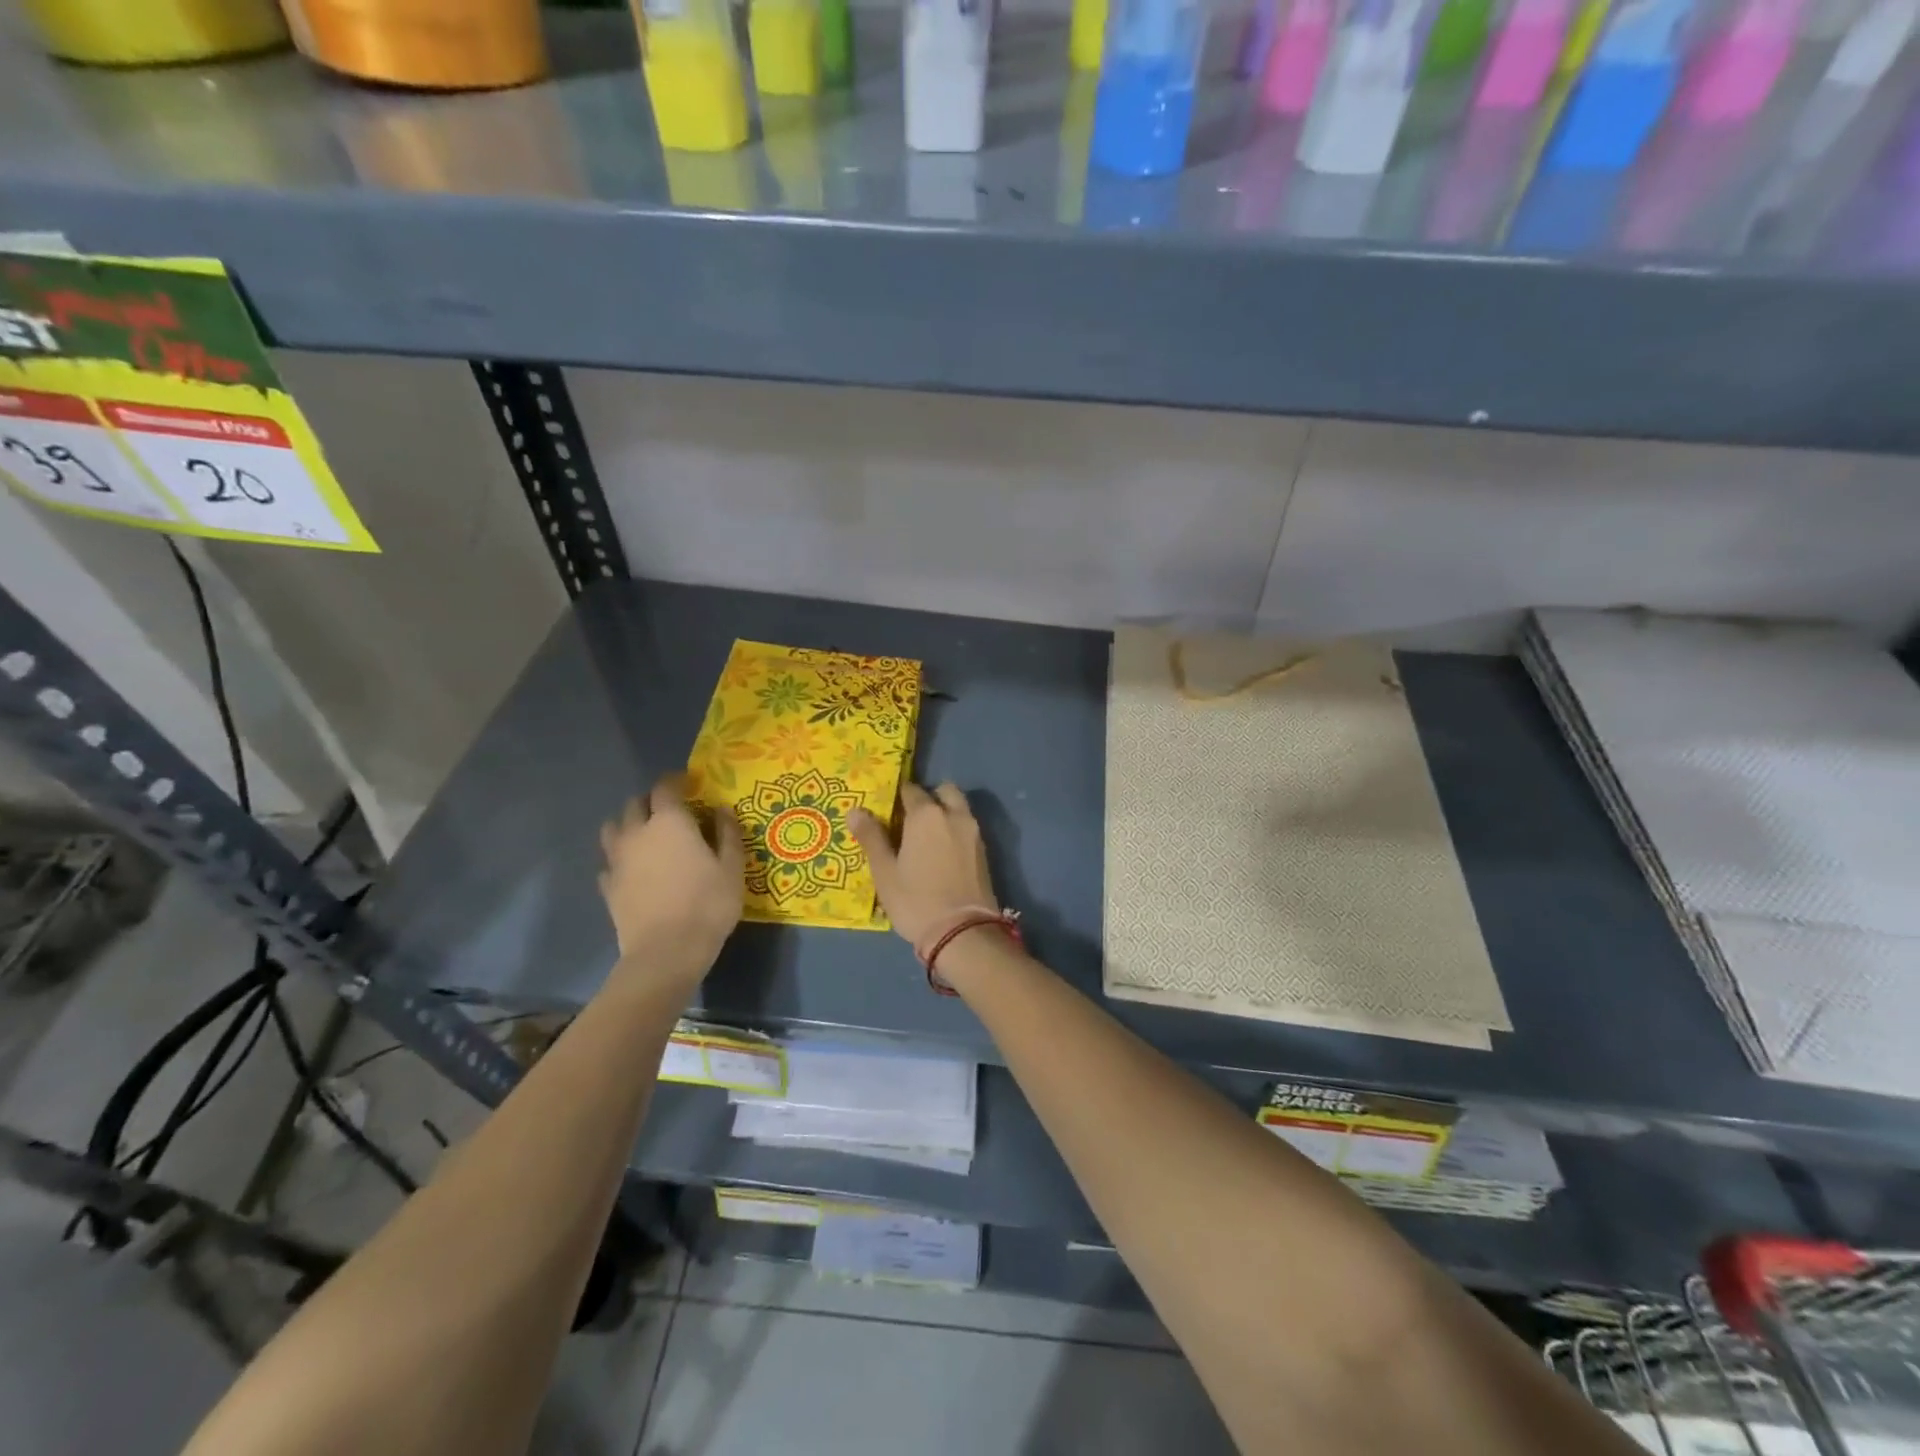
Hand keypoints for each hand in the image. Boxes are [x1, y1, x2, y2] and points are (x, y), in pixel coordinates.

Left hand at [598, 777, 743, 984]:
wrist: (667, 952)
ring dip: (628, 825)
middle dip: (651, 801)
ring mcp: (617, 860)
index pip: (665, 787)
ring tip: (645, 836)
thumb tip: (722, 810)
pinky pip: (609, 862)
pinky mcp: (608, 887)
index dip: (677, 780)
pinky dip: (620, 859)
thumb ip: (728, 834)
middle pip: (634, 804)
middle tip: (671, 811)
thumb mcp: (732, 868)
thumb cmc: (708, 904)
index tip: (691, 783)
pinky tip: (634, 870)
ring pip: (612, 828)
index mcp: (669, 822)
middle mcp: (637, 833)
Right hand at [849, 782, 997, 947]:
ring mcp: (973, 832)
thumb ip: (871, 837)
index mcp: (926, 814)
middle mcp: (953, 815)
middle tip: (911, 820)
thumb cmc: (916, 900)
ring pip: (959, 808)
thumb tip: (855, 810)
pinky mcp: (984, 851)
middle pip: (944, 791)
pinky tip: (942, 853)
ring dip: (945, 813)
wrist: (964, 932)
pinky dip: (955, 830)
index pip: (910, 790)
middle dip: (929, 798)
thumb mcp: (885, 872)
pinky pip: (967, 828)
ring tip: (926, 838)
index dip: (898, 797)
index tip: (888, 810)